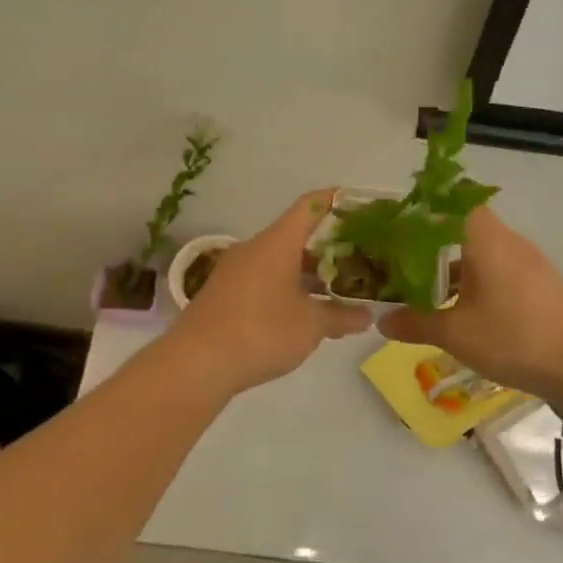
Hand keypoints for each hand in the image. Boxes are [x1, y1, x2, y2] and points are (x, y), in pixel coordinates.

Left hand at [165, 190, 371, 397]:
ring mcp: (235, 271)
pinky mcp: (224, 293)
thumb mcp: (310, 326)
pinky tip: (303, 314)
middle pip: (296, 237)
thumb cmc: (260, 332)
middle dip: (328, 248)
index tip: (359, 203)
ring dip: (307, 274)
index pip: (310, 206)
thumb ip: (340, 316)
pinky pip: (264, 280)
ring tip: (337, 292)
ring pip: (280, 262)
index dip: (335, 200)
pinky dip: (287, 288)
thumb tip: (367, 316)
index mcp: (277, 243)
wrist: (195, 363)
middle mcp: (254, 248)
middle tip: (358, 261)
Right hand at [379, 207, 562, 404]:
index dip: (426, 206)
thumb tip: (381, 321)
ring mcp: (529, 261)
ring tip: (428, 288)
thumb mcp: (455, 334)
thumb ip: (415, 323)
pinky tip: (464, 307)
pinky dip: (478, 278)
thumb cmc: (512, 338)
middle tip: (403, 260)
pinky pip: (500, 268)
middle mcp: (508, 240)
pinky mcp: (540, 282)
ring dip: (456, 264)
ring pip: (483, 250)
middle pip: (464, 226)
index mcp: (485, 239)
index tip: (400, 222)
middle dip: (433, 241)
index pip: (454, 200)